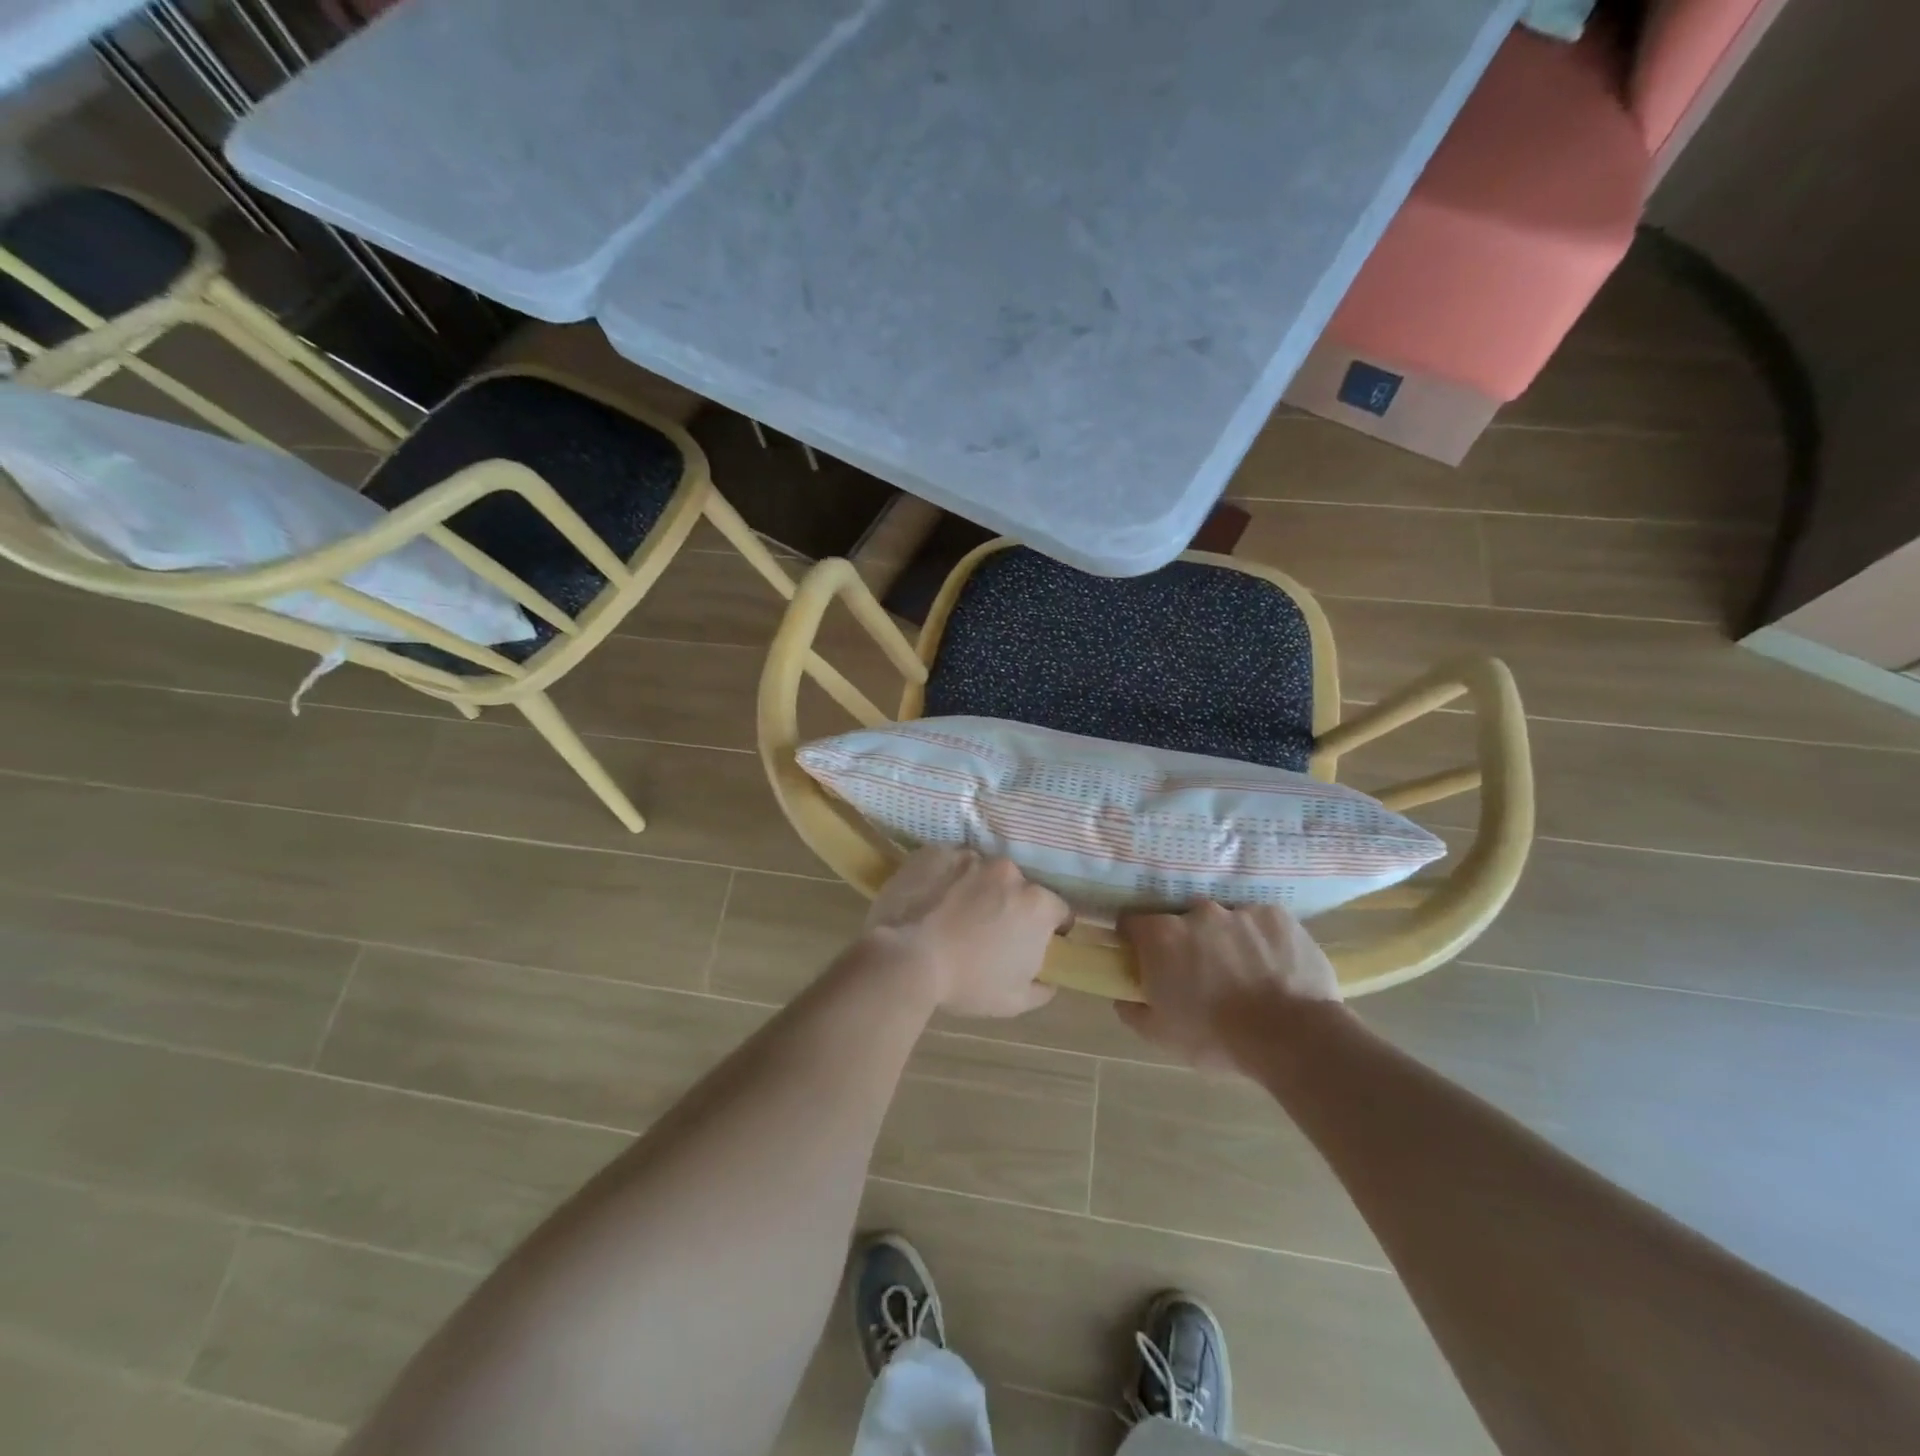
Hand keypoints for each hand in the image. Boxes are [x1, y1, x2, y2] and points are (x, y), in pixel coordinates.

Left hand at [862, 847, 1070, 1017]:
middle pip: (1018, 887)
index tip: (1030, 941)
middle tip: (986, 929)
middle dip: (1008, 904)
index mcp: (1036, 904)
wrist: (903, 958)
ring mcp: (970, 857)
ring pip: (982, 872)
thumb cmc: (965, 982)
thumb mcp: (1013, 1001)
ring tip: (952, 913)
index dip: (1048, 927)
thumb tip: (1049, 981)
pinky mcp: (936, 852)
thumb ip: (1041, 988)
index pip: (1057, 910)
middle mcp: (1009, 871)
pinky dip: (945, 879)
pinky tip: (930, 900)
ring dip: (976, 889)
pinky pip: (948, 864)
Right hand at [1117, 902, 1344, 1071]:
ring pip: (1224, 921)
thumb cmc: (1216, 1037)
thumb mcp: (1160, 1036)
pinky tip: (1273, 969)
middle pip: (1181, 920)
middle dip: (1185, 942)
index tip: (1143, 960)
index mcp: (1162, 936)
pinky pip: (1260, 923)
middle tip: (1199, 974)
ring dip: (1225, 941)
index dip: (1134, 941)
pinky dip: (1261, 941)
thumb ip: (1132, 1010)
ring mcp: (1239, 911)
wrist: (1293, 1037)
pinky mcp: (1277, 916)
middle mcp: (1197, 913)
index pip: (1132, 923)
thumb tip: (1124, 996)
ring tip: (1243, 974)